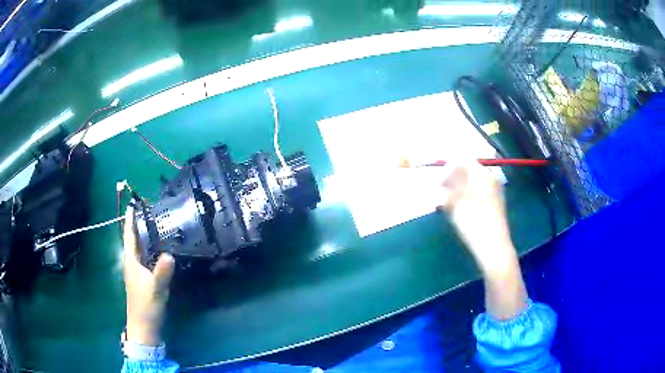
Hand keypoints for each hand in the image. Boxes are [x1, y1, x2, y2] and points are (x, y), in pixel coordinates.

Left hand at [123, 205, 174, 345]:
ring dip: (144, 237)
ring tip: (154, 226)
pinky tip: (159, 250)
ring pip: (139, 250)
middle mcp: (131, 263)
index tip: (132, 205)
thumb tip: (170, 254)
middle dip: (138, 225)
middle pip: (133, 240)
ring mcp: (136, 272)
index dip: (130, 221)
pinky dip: (149, 250)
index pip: (129, 236)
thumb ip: (162, 272)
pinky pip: (145, 258)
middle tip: (149, 212)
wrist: (144, 325)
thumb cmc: (146, 305)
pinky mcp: (142, 279)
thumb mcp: (156, 288)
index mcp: (131, 261)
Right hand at [438, 161, 526, 319]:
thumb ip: (450, 182)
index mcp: (483, 176)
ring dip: (457, 190)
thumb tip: (444, 169)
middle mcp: (491, 180)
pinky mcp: (493, 205)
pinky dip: (465, 198)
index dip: (449, 167)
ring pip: (471, 184)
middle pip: (468, 172)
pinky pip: (476, 194)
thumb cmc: (474, 224)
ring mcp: (493, 193)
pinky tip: (459, 211)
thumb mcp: (457, 201)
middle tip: (440, 193)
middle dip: (452, 179)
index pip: (465, 161)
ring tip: (446, 204)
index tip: (438, 181)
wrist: (493, 249)